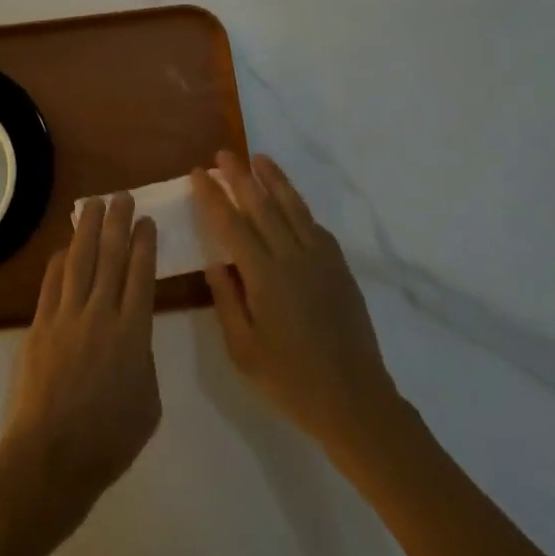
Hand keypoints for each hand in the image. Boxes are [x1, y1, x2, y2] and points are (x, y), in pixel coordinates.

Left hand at [0, 193, 160, 523]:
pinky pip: (52, 283)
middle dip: (117, 223)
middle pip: (111, 257)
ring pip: (80, 261)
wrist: (53, 456)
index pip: (141, 274)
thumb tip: (132, 336)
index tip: (145, 220)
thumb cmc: (109, 439)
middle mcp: (101, 314)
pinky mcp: (41, 325)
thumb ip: (143, 359)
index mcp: (134, 333)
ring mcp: (67, 317)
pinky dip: (60, 262)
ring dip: (87, 229)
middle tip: (121, 196)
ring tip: (94, 204)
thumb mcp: (148, 402)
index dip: (144, 243)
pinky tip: (65, 247)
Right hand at [195, 153, 399, 451]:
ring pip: (294, 208)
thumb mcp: (243, 350)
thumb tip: (215, 262)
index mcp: (265, 277)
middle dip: (240, 177)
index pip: (232, 224)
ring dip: (274, 180)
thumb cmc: (290, 381)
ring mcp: (321, 260)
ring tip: (259, 158)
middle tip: (223, 154)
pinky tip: (291, 202)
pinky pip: (316, 227)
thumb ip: (226, 301)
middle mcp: (293, 258)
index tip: (199, 174)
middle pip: (262, 206)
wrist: (354, 401)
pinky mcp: (340, 269)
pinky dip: (299, 207)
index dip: (213, 196)